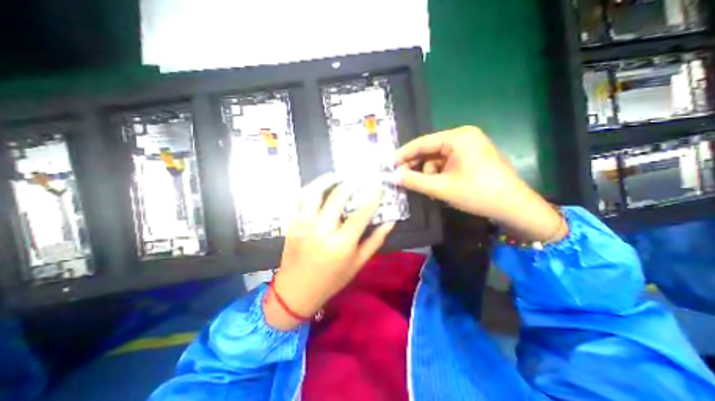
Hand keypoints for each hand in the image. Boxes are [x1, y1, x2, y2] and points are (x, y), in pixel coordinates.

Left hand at [264, 173, 392, 327]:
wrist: (295, 291)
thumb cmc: (331, 280)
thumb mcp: (358, 264)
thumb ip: (375, 241)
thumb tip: (390, 222)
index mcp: (341, 244)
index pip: (361, 214)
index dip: (373, 198)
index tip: (379, 187)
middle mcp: (321, 230)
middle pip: (337, 197)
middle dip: (350, 184)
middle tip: (358, 179)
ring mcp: (303, 224)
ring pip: (314, 192)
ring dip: (327, 179)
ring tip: (337, 176)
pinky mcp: (292, 223)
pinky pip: (300, 199)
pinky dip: (311, 189)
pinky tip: (320, 187)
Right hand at [393, 126, 567, 244]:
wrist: (514, 207)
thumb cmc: (477, 194)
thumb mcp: (441, 188)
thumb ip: (414, 181)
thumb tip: (394, 176)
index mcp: (458, 137)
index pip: (422, 143)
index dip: (403, 154)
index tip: (389, 165)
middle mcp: (463, 137)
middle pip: (429, 150)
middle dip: (416, 166)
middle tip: (402, 179)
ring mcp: (468, 147)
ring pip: (436, 159)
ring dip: (428, 173)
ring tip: (427, 189)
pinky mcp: (471, 157)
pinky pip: (446, 164)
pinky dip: (438, 175)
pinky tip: (437, 187)